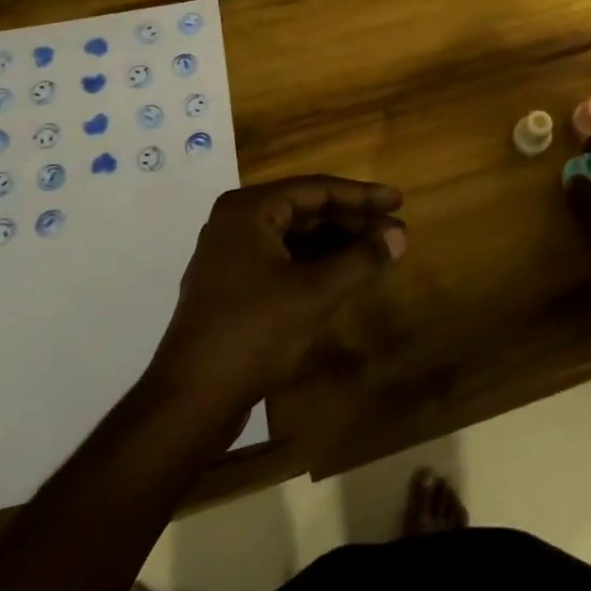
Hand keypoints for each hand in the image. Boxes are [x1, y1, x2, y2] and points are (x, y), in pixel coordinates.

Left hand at [150, 176, 406, 412]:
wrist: (190, 400)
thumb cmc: (253, 333)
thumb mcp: (314, 294)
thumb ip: (360, 260)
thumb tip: (400, 235)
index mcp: (250, 210)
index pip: (317, 189)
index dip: (362, 196)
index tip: (398, 201)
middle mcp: (237, 222)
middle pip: (306, 210)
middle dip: (352, 221)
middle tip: (394, 230)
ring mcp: (232, 255)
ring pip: (296, 237)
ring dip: (337, 244)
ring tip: (378, 252)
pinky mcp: (234, 286)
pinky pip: (284, 260)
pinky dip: (316, 264)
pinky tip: (346, 275)